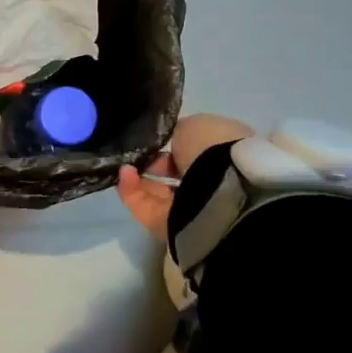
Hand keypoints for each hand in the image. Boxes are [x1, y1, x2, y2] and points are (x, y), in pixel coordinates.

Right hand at [116, 113, 255, 238]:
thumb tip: (169, 142)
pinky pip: (146, 207)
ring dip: (139, 177)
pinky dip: (131, 191)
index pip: (196, 151)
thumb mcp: (194, 125)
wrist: (223, 192)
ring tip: (124, 164)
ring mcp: (194, 208)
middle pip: (176, 173)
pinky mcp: (173, 228)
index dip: (174, 144)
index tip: (156, 140)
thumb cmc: (214, 149)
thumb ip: (178, 132)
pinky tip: (124, 174)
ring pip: (159, 192)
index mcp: (227, 155)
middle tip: (136, 154)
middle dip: (154, 164)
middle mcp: (214, 183)